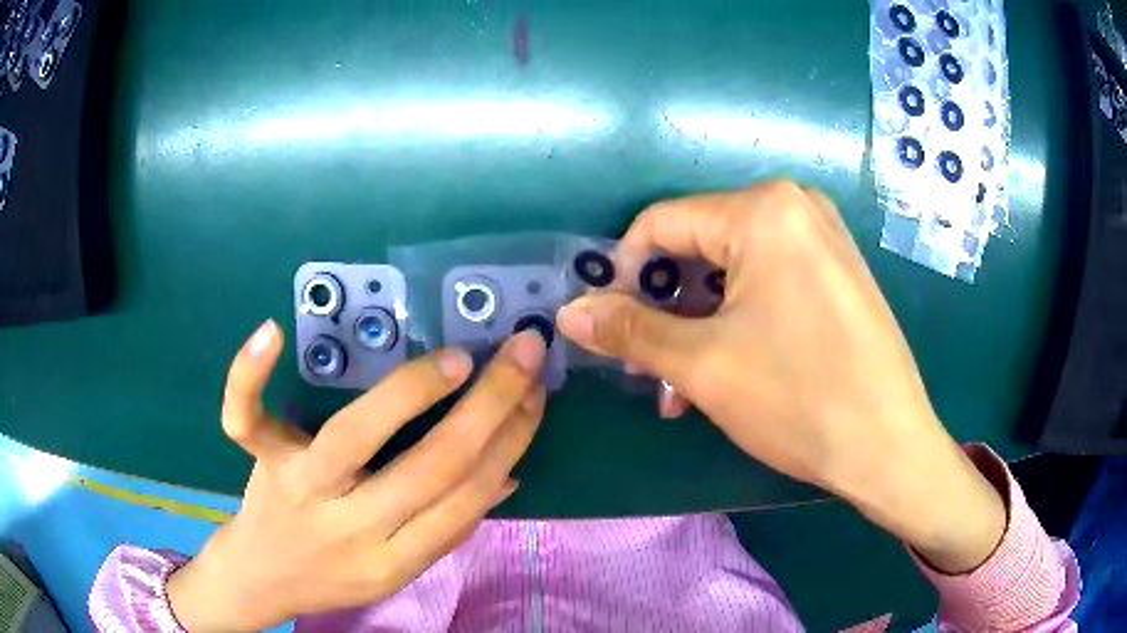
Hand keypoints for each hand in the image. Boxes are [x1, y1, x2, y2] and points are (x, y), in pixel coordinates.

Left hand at [167, 322, 546, 630]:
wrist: (262, 580)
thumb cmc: (334, 576)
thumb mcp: (398, 570)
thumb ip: (447, 528)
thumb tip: (506, 476)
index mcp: (394, 561)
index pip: (466, 499)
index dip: (508, 444)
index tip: (535, 397)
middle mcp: (350, 527)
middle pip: (428, 467)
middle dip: (488, 407)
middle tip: (522, 355)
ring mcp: (299, 488)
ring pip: (354, 435)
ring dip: (412, 392)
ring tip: (456, 360)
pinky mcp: (260, 461)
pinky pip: (244, 417)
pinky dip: (249, 375)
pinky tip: (273, 332)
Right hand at [557, 183, 1004, 573]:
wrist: (890, 447)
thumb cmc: (800, 399)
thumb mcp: (703, 365)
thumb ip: (630, 331)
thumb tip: (570, 311)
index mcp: (763, 209)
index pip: (661, 225)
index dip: (623, 275)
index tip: (610, 328)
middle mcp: (795, 206)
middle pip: (699, 248)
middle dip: (666, 309)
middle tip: (650, 369)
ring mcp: (824, 236)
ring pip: (733, 271)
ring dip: (699, 324)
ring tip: (684, 384)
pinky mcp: (838, 269)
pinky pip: (769, 281)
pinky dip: (739, 319)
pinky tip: (729, 368)